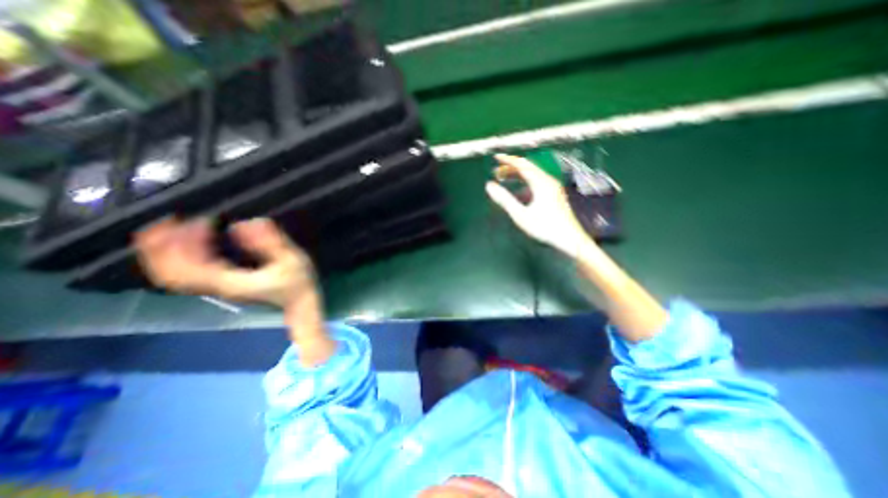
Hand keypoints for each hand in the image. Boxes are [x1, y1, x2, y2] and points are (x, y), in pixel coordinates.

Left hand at [135, 215, 318, 308]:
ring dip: (165, 250)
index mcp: (229, 281)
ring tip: (173, 226)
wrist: (298, 304)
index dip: (184, 241)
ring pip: (172, 273)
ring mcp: (214, 287)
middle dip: (161, 244)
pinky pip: (185, 273)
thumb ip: (271, 243)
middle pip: (168, 271)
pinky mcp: (219, 285)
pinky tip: (190, 241)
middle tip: (170, 218)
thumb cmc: (297, 284)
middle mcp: (213, 286)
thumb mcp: (292, 261)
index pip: (187, 266)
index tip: (202, 220)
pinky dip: (178, 257)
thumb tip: (244, 224)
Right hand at [485, 154, 595, 259]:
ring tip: (504, 180)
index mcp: (540, 182)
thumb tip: (489, 186)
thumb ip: (504, 199)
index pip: (522, 165)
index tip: (496, 157)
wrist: (569, 239)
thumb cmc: (544, 227)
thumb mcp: (520, 214)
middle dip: (510, 168)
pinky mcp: (554, 195)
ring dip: (517, 176)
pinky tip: (518, 195)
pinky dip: (524, 185)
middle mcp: (548, 181)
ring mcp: (552, 188)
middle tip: (496, 172)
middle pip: (527, 169)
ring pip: (532, 176)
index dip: (507, 160)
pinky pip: (536, 184)